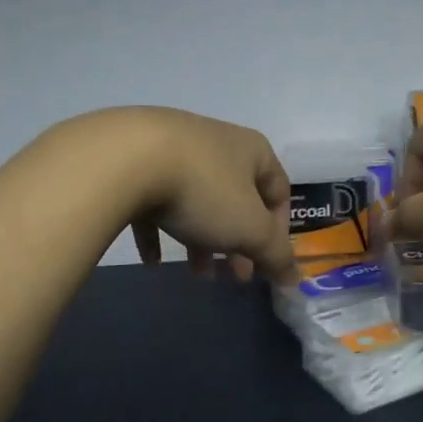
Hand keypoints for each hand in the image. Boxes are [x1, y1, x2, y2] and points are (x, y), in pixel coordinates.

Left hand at [104, 108, 297, 281]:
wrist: (126, 157)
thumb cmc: (203, 190)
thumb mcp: (249, 228)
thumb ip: (275, 254)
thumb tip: (295, 278)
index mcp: (252, 151)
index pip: (279, 191)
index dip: (279, 231)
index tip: (266, 264)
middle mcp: (217, 143)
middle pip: (237, 199)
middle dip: (238, 243)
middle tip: (234, 276)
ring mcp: (175, 148)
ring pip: (197, 201)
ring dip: (202, 241)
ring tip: (197, 274)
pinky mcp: (137, 160)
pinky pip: (155, 200)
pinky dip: (159, 231)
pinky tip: (153, 262)